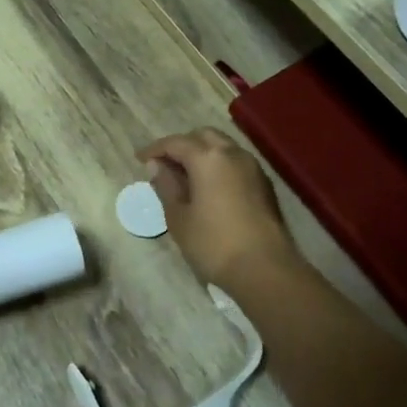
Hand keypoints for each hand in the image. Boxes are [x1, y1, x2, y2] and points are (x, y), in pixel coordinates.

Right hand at [139, 129, 298, 294]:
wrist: (266, 269)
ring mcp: (253, 167)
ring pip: (223, 147)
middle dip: (181, 145)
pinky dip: (219, 166)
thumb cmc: (213, 243)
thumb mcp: (178, 217)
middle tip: (165, 165)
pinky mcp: (264, 184)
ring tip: (186, 176)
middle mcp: (232, 154)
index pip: (175, 142)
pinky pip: (236, 163)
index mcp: (207, 158)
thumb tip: (157, 166)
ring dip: (202, 154)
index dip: (155, 149)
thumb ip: (166, 186)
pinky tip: (209, 187)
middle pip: (202, 136)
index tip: (140, 159)